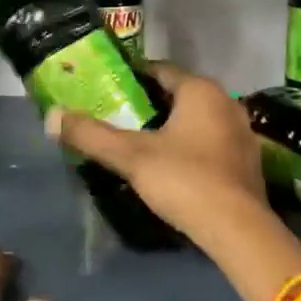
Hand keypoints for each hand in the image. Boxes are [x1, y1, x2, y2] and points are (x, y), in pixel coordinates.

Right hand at [47, 62, 271, 251]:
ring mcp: (243, 132)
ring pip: (198, 119)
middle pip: (180, 94)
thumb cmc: (184, 179)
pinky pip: (212, 141)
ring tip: (142, 142)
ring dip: (173, 126)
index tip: (108, 89)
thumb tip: (51, 117)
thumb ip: (91, 136)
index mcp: (202, 90)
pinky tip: (174, 165)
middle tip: (120, 117)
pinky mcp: (248, 161)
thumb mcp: (131, 156)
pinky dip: (192, 146)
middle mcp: (227, 102)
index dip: (133, 78)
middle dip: (151, 104)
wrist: (237, 230)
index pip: (161, 70)